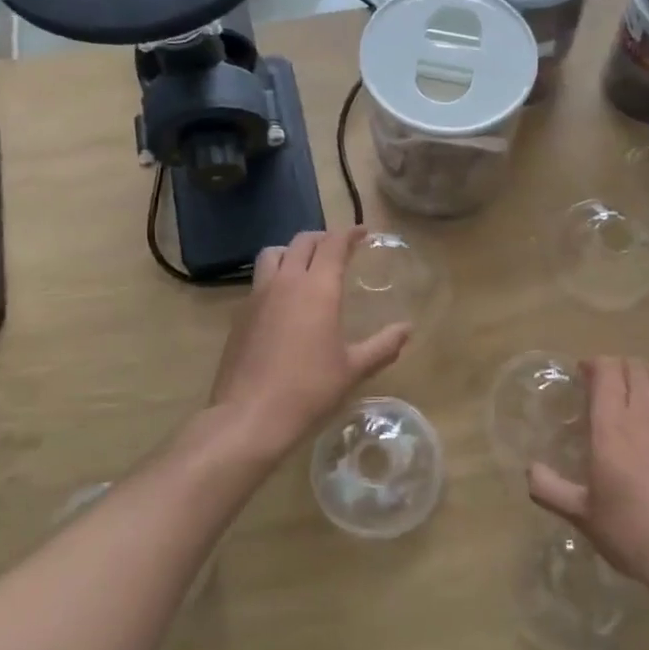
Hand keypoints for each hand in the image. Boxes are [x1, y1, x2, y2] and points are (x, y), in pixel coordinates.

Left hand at [209, 228, 409, 461]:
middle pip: (303, 242)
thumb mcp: (354, 369)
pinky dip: (276, 276)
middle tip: (339, 249)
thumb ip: (383, 346)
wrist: (250, 416)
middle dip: (323, 238)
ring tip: (306, 266)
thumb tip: (407, 330)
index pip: (334, 244)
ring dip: (293, 251)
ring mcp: (258, 296)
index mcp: (318, 288)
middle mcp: (286, 282)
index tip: (363, 233)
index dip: (350, 233)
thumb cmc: (309, 390)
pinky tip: (284, 301)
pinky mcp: (241, 315)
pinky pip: (260, 280)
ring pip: (274, 254)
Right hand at [528, 357, 648, 602]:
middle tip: (605, 384)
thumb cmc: (632, 533)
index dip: (594, 364)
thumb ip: (549, 488)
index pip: (607, 371)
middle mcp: (648, 416)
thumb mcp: (580, 515)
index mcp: (613, 426)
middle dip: (618, 366)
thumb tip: (530, 469)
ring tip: (640, 390)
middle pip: (636, 367)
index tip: (582, 375)